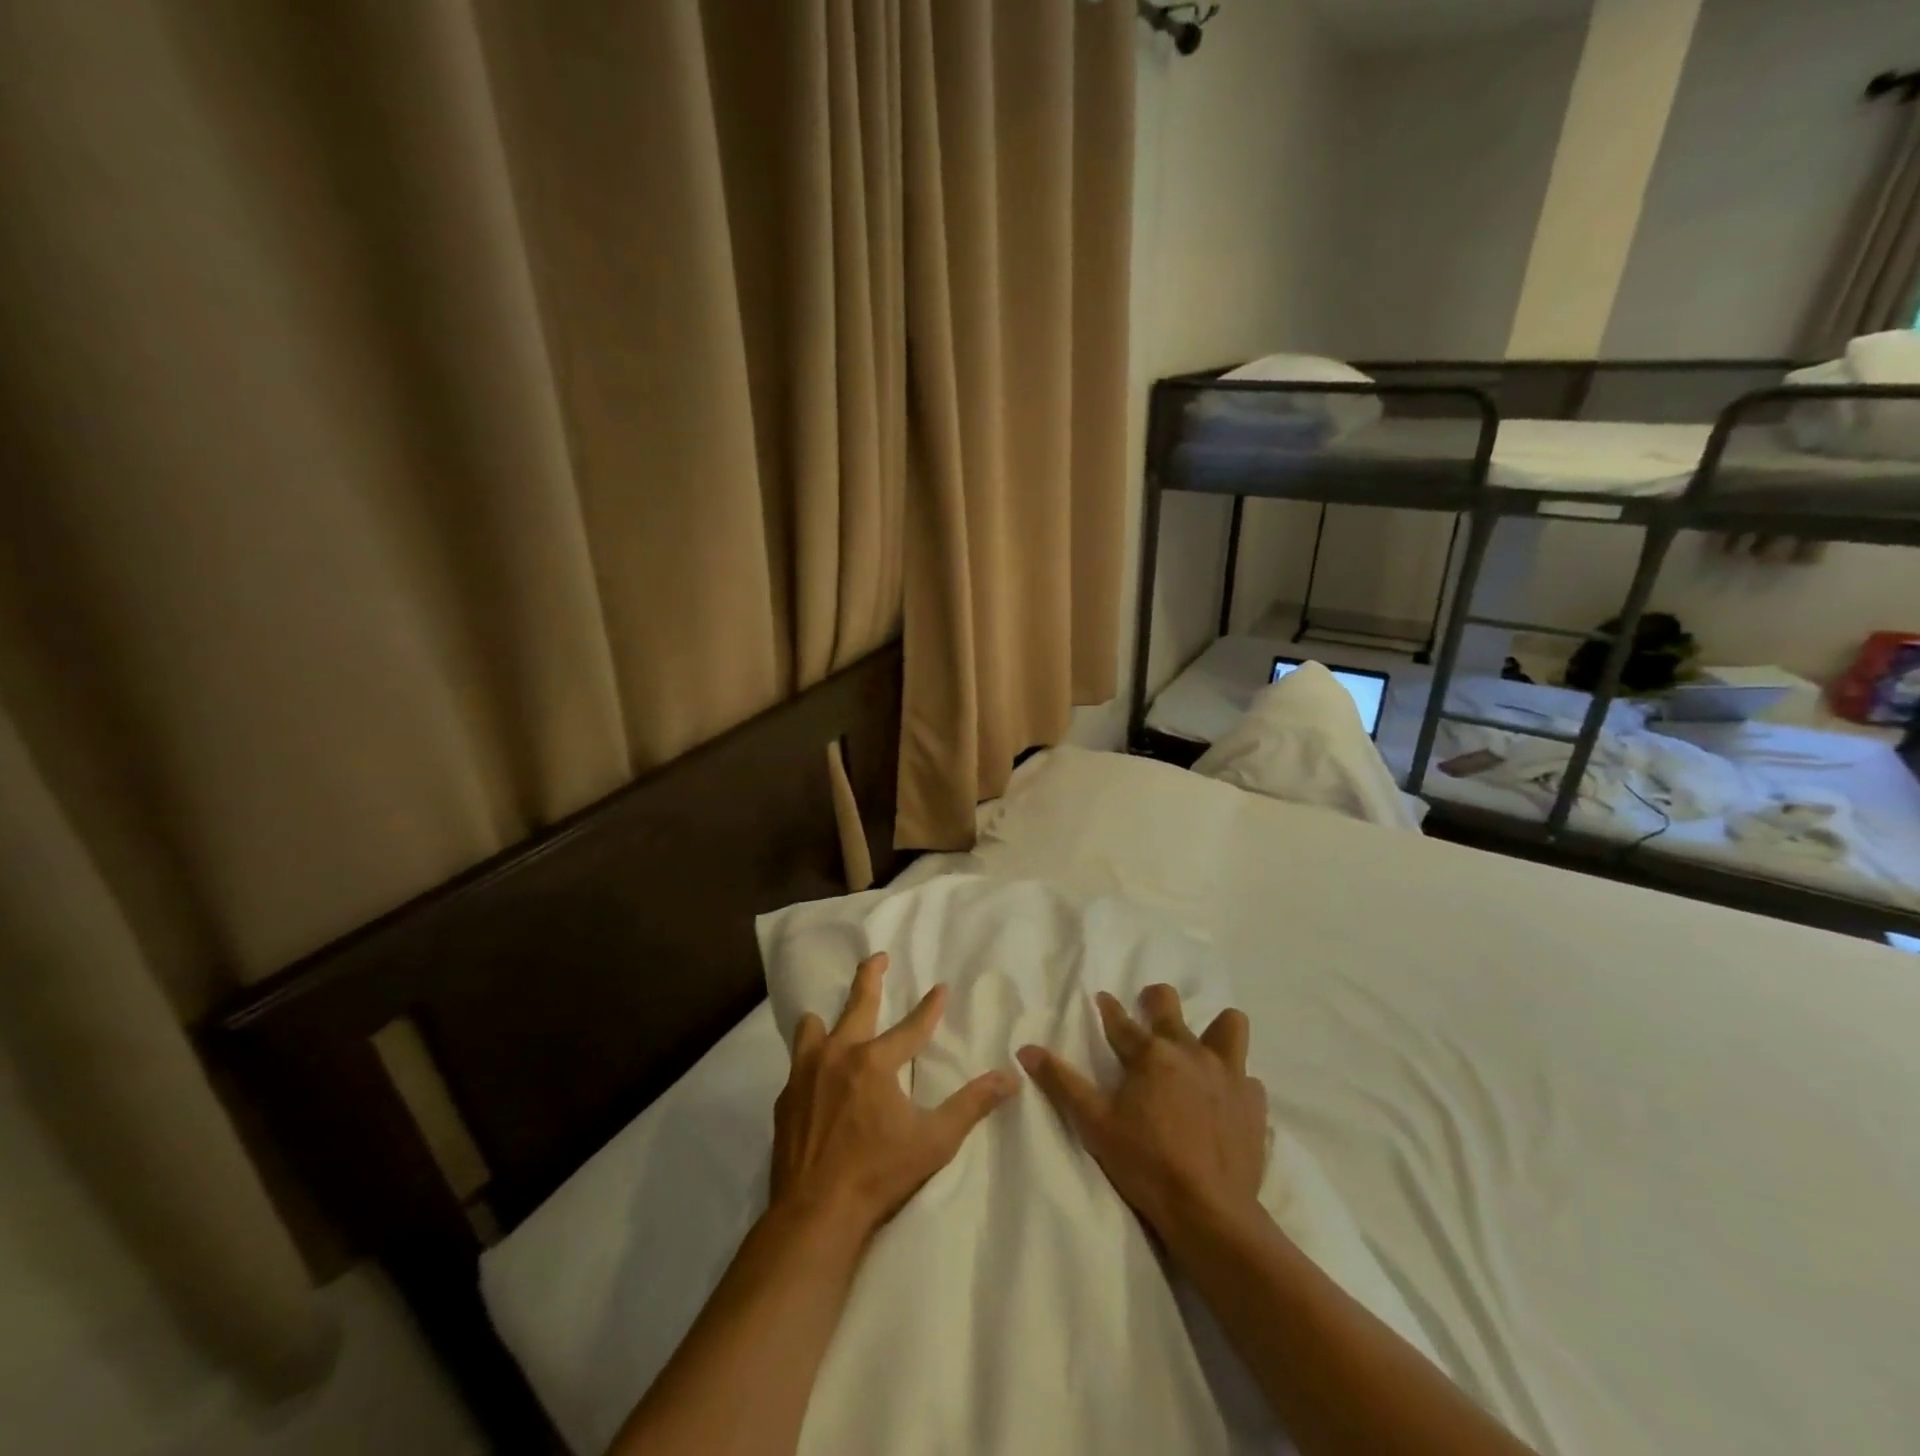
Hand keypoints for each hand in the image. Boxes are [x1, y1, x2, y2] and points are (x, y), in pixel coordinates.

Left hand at [771, 952, 1018, 1240]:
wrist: (815, 1213)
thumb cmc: (879, 1175)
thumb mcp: (934, 1141)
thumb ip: (971, 1105)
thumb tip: (1009, 1078)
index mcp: (876, 1062)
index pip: (912, 1026)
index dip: (930, 1007)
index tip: (940, 988)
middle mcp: (839, 1055)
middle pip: (857, 1004)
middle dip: (870, 977)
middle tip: (878, 957)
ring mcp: (806, 1074)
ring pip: (813, 1027)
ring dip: (826, 1019)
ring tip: (830, 1018)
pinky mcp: (786, 1098)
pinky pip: (798, 1063)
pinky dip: (809, 1058)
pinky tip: (813, 1074)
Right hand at [1018, 985, 1266, 1237]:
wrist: (1209, 1211)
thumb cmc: (1145, 1163)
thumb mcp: (1094, 1123)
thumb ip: (1062, 1082)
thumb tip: (1026, 1049)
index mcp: (1150, 1054)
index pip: (1121, 1022)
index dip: (1109, 1008)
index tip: (1103, 999)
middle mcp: (1190, 1051)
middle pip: (1170, 1006)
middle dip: (1156, 1000)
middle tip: (1150, 1010)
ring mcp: (1227, 1074)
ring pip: (1229, 1025)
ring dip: (1215, 1030)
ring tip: (1203, 1048)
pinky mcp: (1253, 1103)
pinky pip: (1247, 1077)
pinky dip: (1235, 1082)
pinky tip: (1225, 1099)